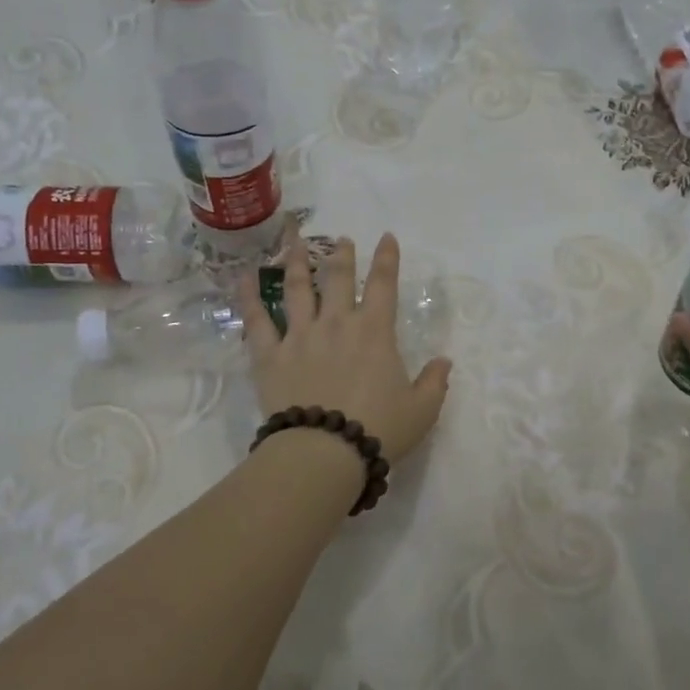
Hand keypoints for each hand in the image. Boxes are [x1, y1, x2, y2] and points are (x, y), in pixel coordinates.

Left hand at [239, 223, 453, 464]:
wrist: (323, 452)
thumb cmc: (378, 430)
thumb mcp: (422, 410)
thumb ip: (434, 382)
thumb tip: (444, 362)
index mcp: (374, 332)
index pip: (384, 285)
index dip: (386, 259)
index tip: (386, 238)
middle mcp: (336, 324)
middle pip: (337, 278)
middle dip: (342, 255)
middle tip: (342, 239)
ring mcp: (300, 336)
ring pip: (297, 289)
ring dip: (297, 262)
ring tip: (296, 242)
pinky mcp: (269, 356)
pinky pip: (256, 320)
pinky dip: (248, 297)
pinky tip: (244, 277)